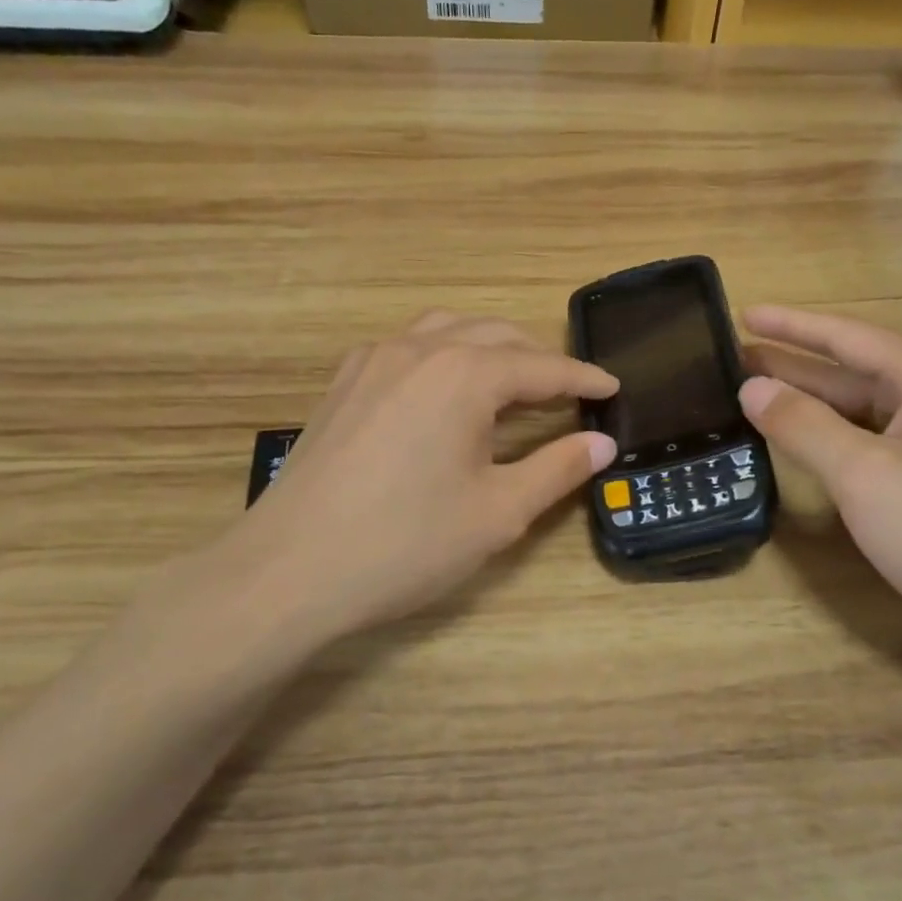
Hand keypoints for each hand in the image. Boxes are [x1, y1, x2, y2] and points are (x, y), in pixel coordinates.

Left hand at [221, 312, 617, 649]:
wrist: (289, 570)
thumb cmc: (405, 544)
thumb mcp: (497, 513)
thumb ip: (556, 469)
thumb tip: (602, 443)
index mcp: (464, 374)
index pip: (541, 367)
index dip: (582, 378)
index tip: (613, 387)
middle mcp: (419, 349)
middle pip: (496, 336)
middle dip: (539, 360)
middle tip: (569, 392)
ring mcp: (373, 361)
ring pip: (447, 330)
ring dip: (489, 348)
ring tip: (513, 381)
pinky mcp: (344, 383)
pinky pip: (407, 347)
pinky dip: (443, 354)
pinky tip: (444, 389)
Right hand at [739, 305, 901, 643]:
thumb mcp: (862, 472)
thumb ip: (803, 424)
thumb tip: (752, 388)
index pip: (848, 337)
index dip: (792, 325)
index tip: (743, 313)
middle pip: (854, 371)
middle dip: (794, 365)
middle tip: (736, 360)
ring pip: (863, 409)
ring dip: (811, 402)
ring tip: (756, 396)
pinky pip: (873, 440)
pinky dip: (833, 436)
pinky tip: (803, 442)